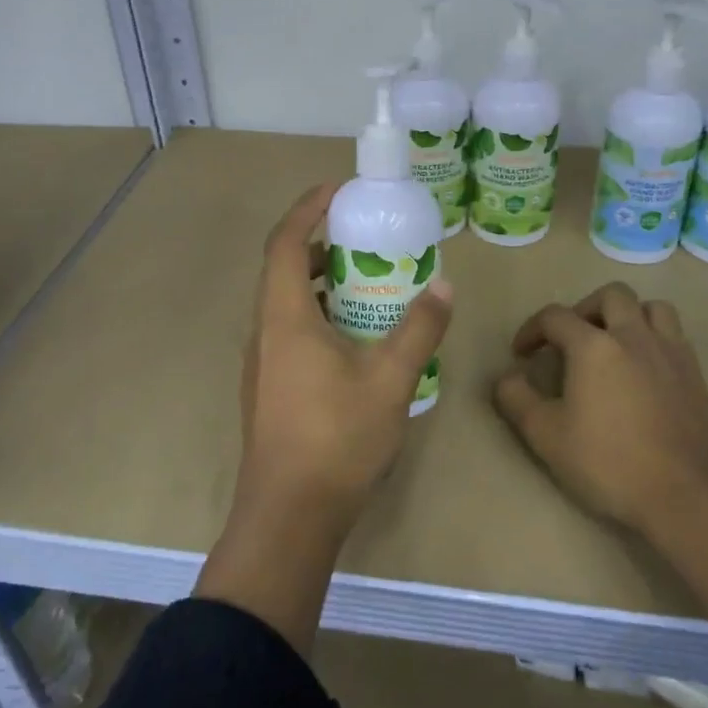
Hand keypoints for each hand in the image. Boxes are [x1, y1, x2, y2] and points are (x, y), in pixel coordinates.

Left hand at [238, 182, 452, 536]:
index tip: (338, 191)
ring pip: (287, 304)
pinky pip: (291, 332)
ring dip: (321, 284)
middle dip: (320, 245)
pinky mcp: (270, 388)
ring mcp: (263, 363)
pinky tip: (357, 339)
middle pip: (283, 269)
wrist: (289, 516)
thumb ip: (419, 329)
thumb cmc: (336, 439)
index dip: (307, 209)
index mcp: (284, 318)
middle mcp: (265, 332)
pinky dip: (319, 316)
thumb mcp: (390, 380)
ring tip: (368, 284)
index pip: (284, 242)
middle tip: (364, 240)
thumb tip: (444, 286)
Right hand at [492, 282, 707, 534]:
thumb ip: (517, 399)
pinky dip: (653, 339)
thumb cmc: (611, 464)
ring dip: (627, 316)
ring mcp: (672, 354)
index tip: (521, 354)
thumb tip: (507, 376)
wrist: (691, 498)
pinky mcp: (697, 376)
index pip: (555, 317)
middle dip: (584, 309)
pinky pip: (674, 337)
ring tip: (612, 345)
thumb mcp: (546, 437)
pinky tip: (643, 372)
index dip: (531, 330)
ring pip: (651, 308)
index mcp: (595, 346)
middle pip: (611, 296)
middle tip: (571, 340)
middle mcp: (635, 337)